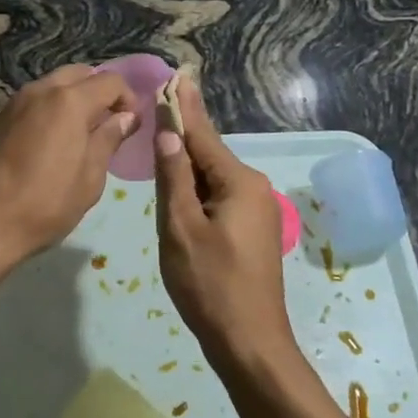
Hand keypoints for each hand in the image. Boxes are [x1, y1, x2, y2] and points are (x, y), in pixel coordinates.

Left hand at [0, 65, 137, 267]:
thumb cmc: (46, 203)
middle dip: (99, 92)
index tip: (132, 125)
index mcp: (69, 101)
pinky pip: (36, 100)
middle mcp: (41, 90)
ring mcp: (16, 101)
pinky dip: (52, 108)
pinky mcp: (0, 117)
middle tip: (108, 125)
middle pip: (80, 74)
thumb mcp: (90, 177)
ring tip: (82, 134)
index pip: (110, 81)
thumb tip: (125, 117)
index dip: (128, 99)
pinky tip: (55, 140)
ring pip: (55, 84)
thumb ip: (109, 139)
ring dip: (74, 98)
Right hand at [154, 78, 293, 359]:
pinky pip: (219, 196)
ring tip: (163, 133)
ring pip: (212, 176)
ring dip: (187, 160)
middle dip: (183, 131)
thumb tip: (168, 132)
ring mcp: (255, 210)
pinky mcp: (252, 231)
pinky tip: (179, 181)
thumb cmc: (210, 284)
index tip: (175, 75)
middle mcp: (252, 188)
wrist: (249, 342)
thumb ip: (174, 177)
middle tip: (161, 100)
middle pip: (208, 153)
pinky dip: (196, 185)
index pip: (201, 134)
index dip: (182, 106)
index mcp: (238, 182)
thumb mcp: (181, 228)